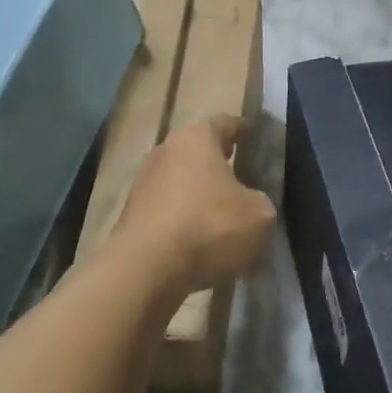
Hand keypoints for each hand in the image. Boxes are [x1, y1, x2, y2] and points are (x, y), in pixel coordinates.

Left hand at [114, 114, 275, 295]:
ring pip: (179, 182)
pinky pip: (167, 211)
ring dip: (198, 194)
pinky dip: (183, 221)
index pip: (223, 122)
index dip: (241, 129)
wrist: (146, 269)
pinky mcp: (131, 216)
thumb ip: (260, 201)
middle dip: (217, 163)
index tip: (252, 135)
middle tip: (240, 174)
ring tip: (222, 215)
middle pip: (196, 152)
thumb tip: (249, 204)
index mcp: (196, 139)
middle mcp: (164, 152)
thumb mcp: (260, 216)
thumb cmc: (209, 228)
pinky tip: (199, 242)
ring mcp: (143, 184)